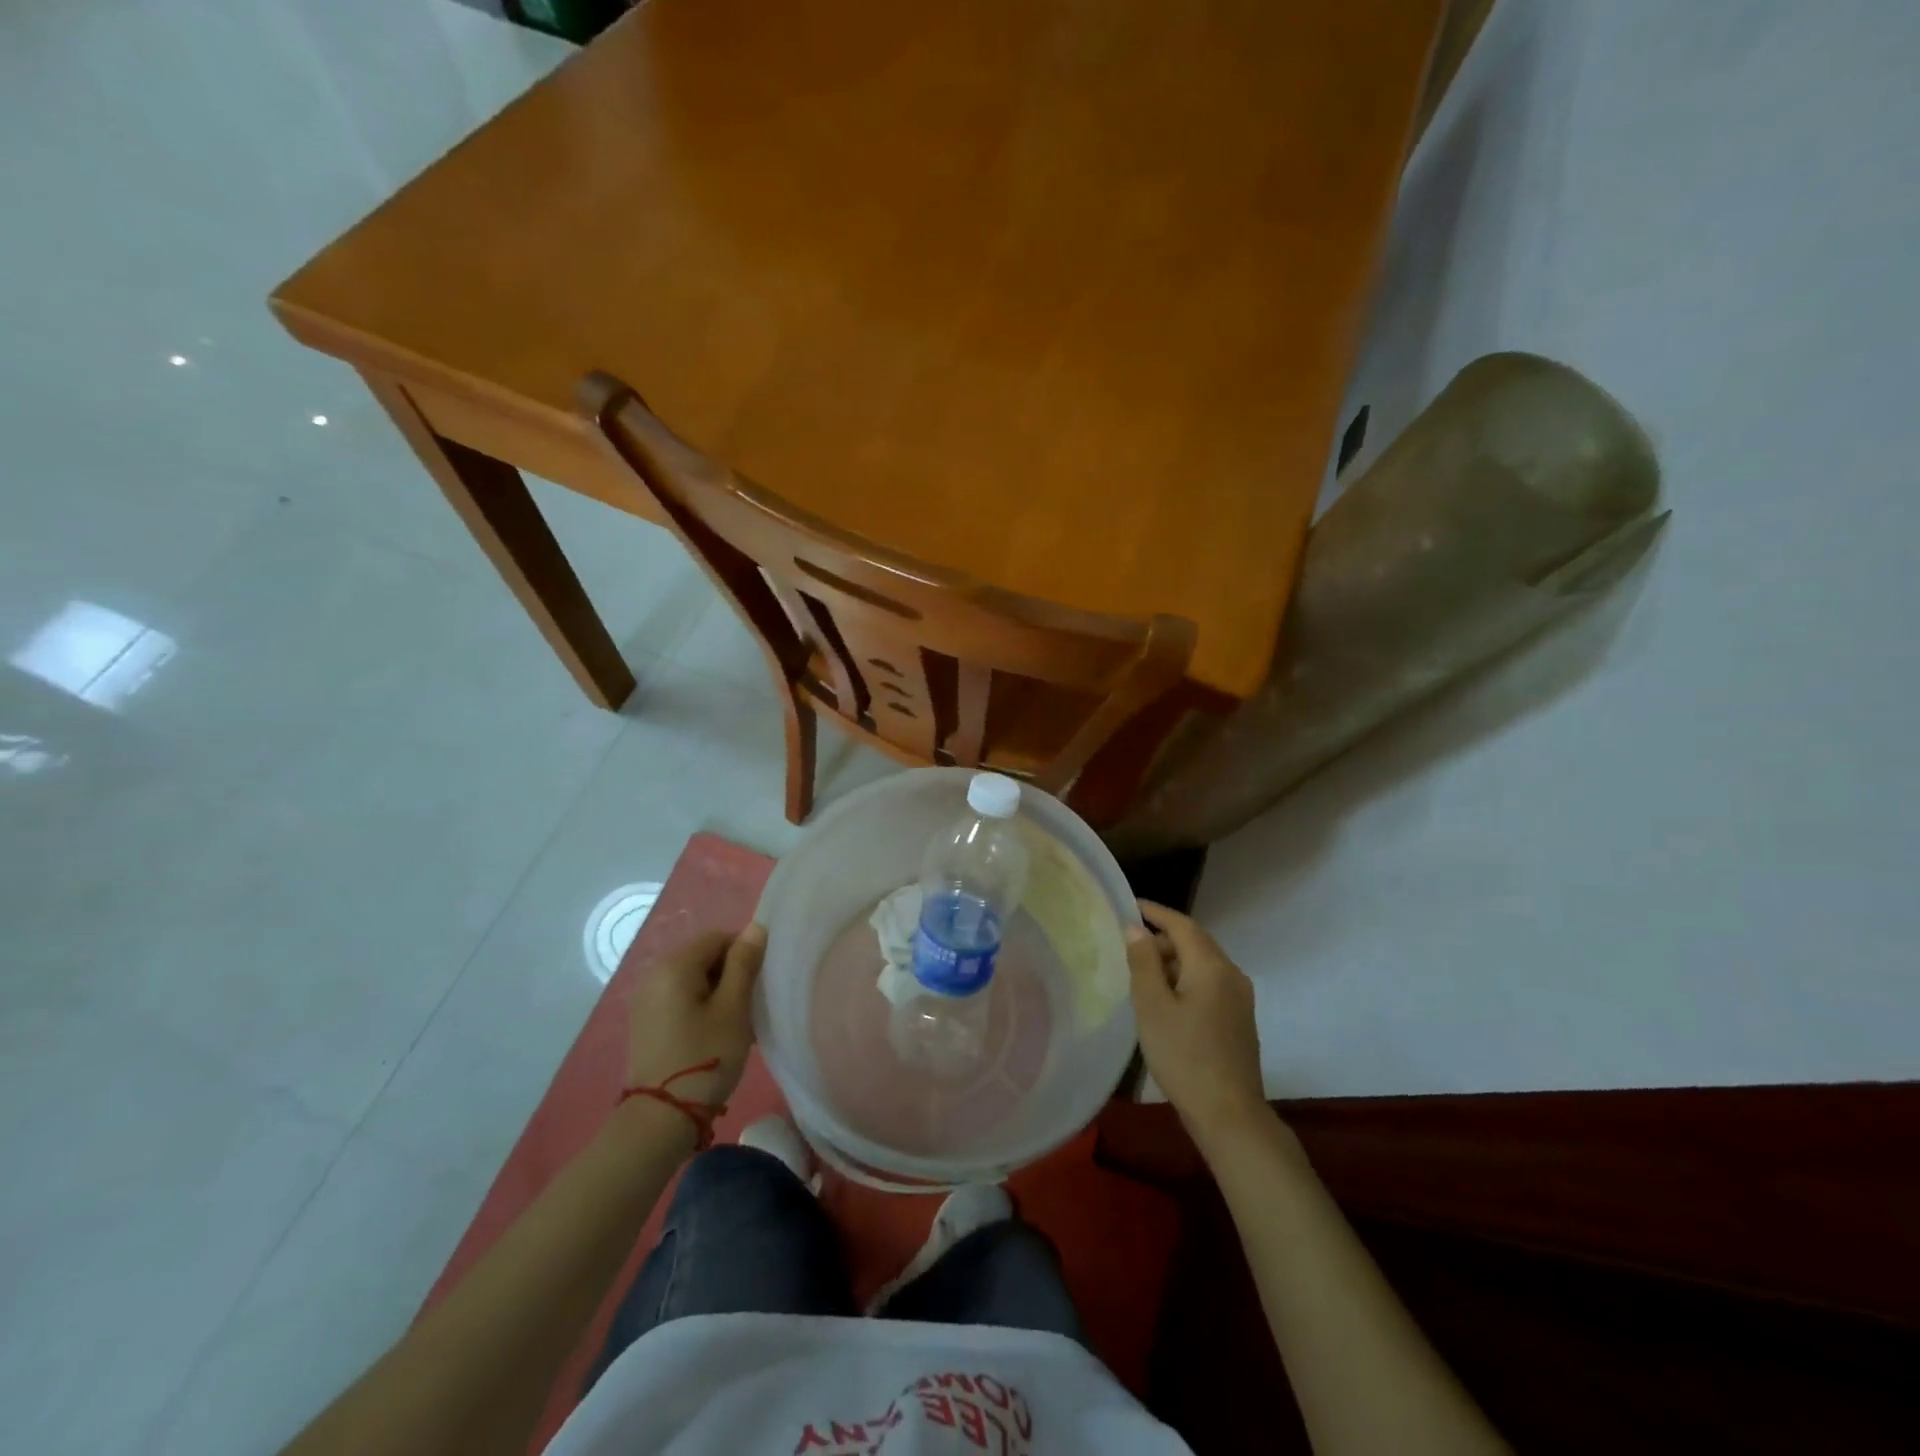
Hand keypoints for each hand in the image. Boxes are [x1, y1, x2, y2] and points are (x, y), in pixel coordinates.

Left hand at [625, 924, 765, 1109]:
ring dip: (716, 992)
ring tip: (733, 1023)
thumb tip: (755, 928)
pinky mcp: (644, 1021)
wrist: (661, 1119)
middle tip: (748, 1006)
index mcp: (674, 965)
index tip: (758, 984)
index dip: (744, 953)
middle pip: (703, 956)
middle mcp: (653, 974)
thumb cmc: (705, 1057)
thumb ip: (744, 963)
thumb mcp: (734, 1008)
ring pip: (692, 979)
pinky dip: (699, 1006)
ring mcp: (645, 999)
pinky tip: (711, 1034)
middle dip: (730, 973)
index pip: (718, 938)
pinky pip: (679, 998)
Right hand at [1128, 901, 1266, 1142]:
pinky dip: (1186, 979)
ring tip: (1142, 975)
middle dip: (1163, 938)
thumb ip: (1143, 963)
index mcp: (1211, 966)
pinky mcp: (1240, 1018)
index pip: (1182, 924)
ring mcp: (1240, 997)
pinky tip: (1166, 1000)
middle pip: (1195, 942)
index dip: (1155, 912)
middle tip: (1129, 947)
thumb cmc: (1184, 1056)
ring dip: (1174, 961)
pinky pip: (1210, 983)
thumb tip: (1135, 929)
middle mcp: (1231, 973)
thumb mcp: (1152, 1007)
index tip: (1129, 904)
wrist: (1230, 1115)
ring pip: (1203, 964)